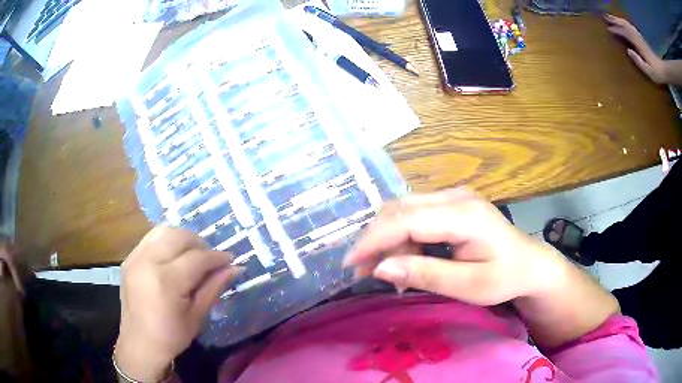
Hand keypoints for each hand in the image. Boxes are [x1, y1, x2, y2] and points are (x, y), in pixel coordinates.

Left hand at [114, 227, 240, 381]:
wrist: (139, 344)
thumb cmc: (171, 336)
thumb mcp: (197, 316)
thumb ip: (214, 287)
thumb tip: (235, 268)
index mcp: (166, 282)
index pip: (196, 258)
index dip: (216, 257)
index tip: (230, 259)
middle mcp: (147, 262)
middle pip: (179, 236)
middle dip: (199, 243)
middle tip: (211, 258)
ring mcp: (135, 257)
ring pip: (163, 231)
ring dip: (182, 238)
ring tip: (192, 254)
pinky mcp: (129, 258)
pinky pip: (151, 239)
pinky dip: (166, 242)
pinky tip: (174, 257)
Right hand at [343, 188, 566, 305]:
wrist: (530, 264)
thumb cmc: (505, 277)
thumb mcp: (469, 286)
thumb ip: (426, 274)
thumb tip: (380, 268)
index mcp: (464, 215)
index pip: (406, 220)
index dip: (374, 239)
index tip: (351, 263)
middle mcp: (455, 196)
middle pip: (400, 209)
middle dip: (376, 239)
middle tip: (365, 271)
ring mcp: (454, 196)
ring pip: (404, 210)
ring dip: (389, 239)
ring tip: (391, 272)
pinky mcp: (452, 204)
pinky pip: (415, 214)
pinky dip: (403, 237)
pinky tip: (408, 259)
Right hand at [605, 14, 668, 83]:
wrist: (663, 70)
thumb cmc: (657, 73)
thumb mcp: (649, 72)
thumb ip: (639, 62)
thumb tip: (628, 51)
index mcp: (639, 45)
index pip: (626, 34)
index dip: (617, 30)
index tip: (609, 29)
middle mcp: (638, 38)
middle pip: (625, 25)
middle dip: (615, 20)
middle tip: (605, 17)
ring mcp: (640, 38)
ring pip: (627, 24)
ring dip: (618, 20)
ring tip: (611, 18)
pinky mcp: (641, 39)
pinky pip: (631, 27)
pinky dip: (624, 23)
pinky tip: (621, 23)